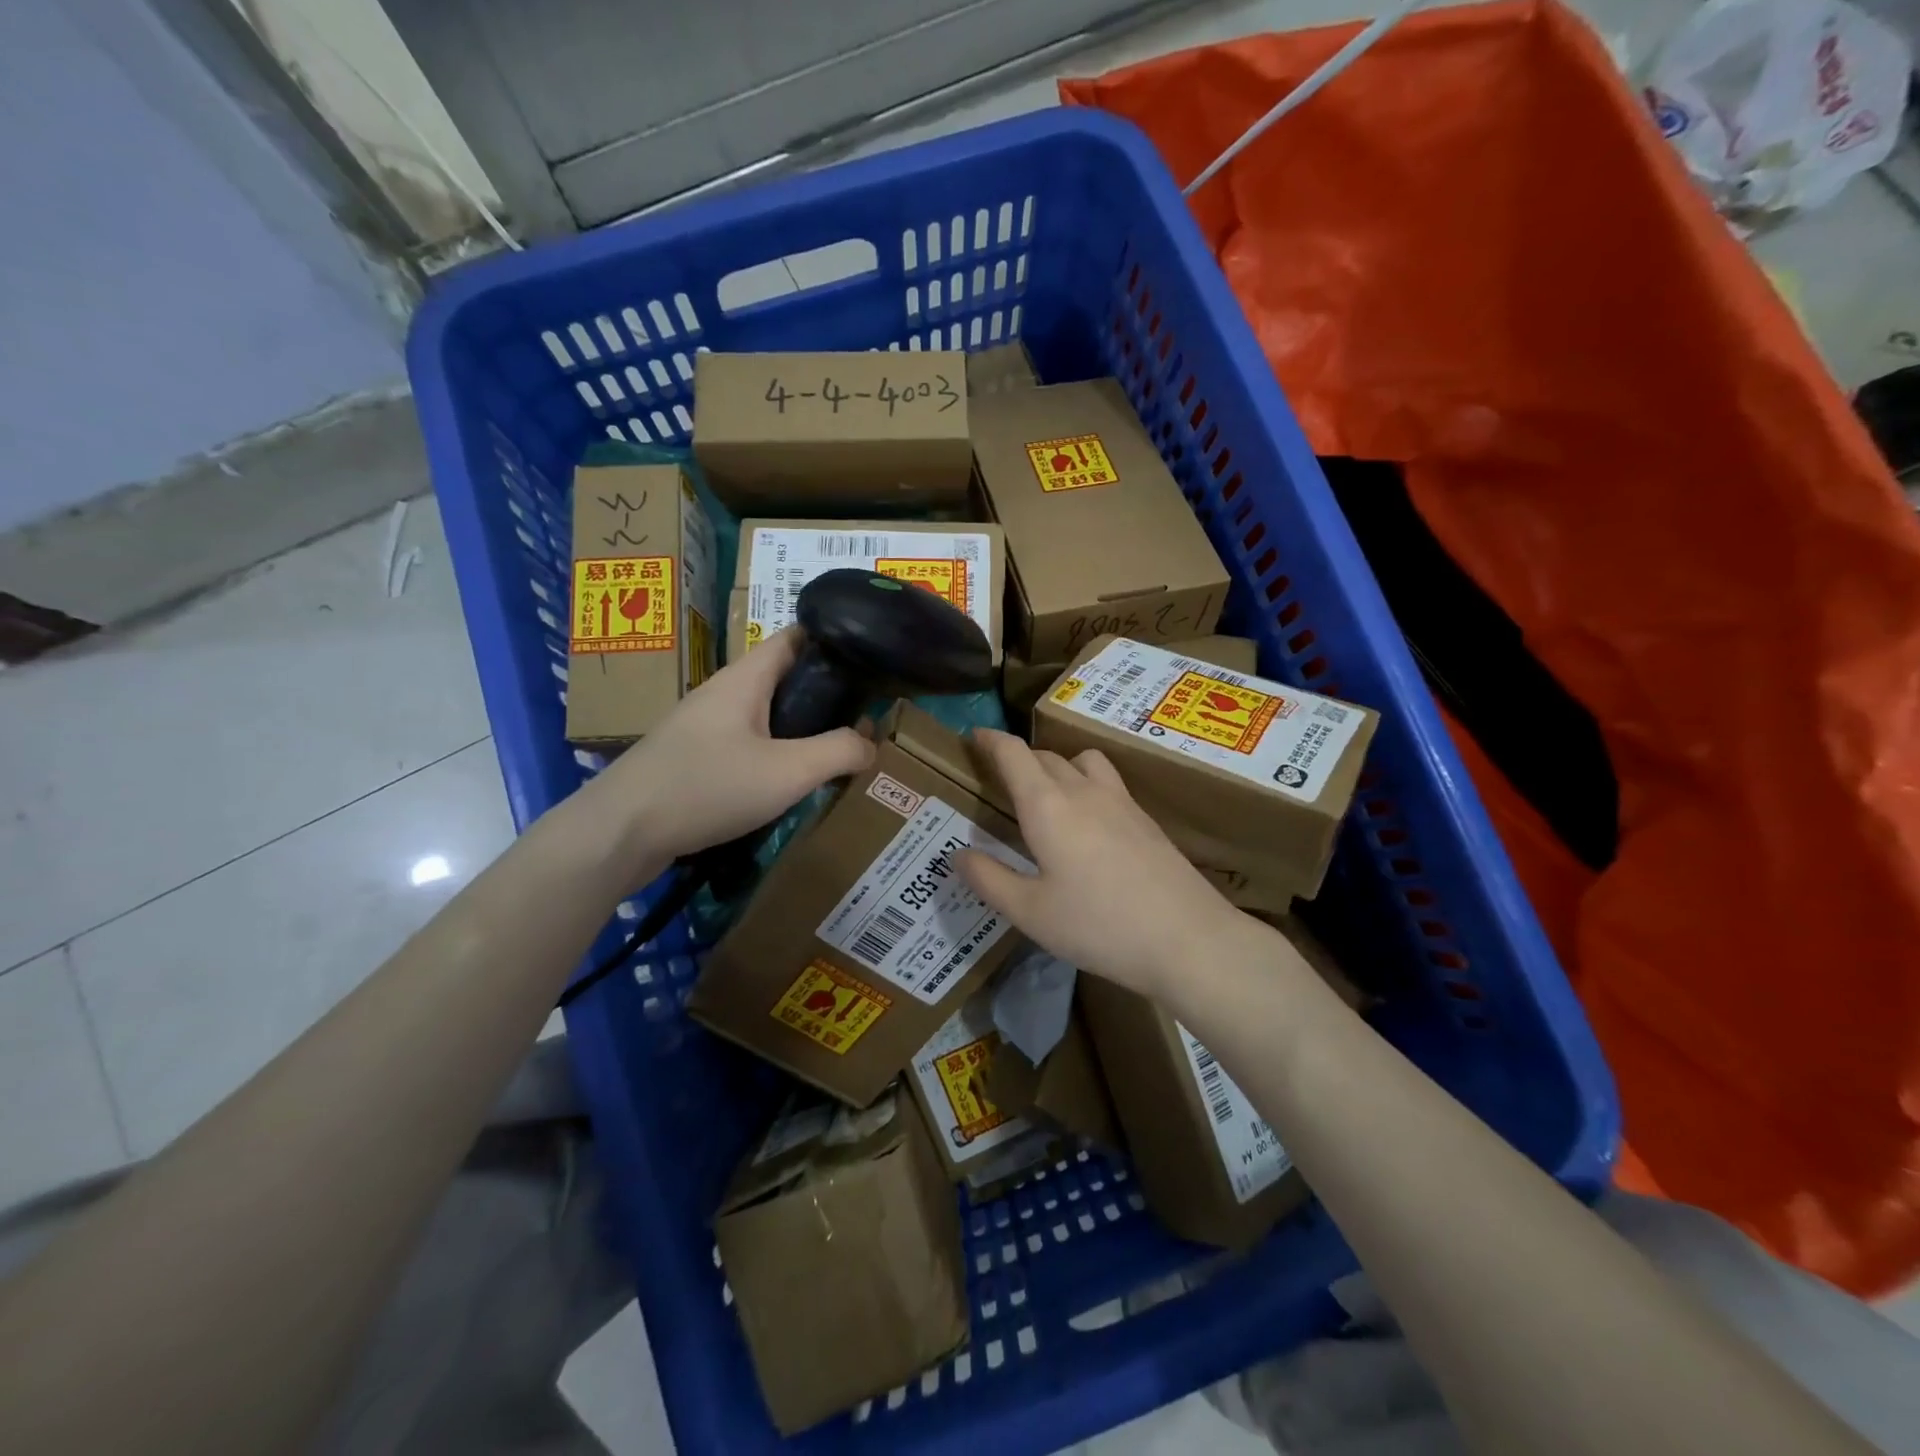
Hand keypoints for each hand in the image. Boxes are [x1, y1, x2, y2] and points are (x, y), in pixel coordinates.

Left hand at [588, 627, 873, 869]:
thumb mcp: (788, 771)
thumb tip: (871, 743)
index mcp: (744, 679)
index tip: (870, 659)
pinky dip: (773, 752)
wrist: (620, 832)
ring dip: (798, 726)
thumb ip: (838, 753)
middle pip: (782, 678)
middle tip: (863, 714)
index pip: (793, 637)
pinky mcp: (691, 758)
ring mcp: (702, 726)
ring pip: (763, 714)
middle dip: (823, 691)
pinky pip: (743, 743)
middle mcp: (721, 693)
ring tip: (835, 748)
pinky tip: (788, 780)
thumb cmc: (707, 787)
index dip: (832, 640)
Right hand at [957, 729, 1243, 998]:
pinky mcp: (1144, 818)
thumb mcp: (1030, 912)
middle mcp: (1082, 791)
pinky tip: (1089, 821)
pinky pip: (1107, 781)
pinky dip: (1086, 783)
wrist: (1186, 937)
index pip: (1013, 754)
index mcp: (1046, 806)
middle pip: (1045, 756)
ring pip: (1082, 761)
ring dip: (1058, 765)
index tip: (974, 736)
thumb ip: (989, 879)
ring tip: (1048, 793)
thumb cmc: (1098, 925)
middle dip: (1019, 758)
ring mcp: (1120, 801)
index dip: (990, 740)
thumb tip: (958, 854)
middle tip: (1001, 779)